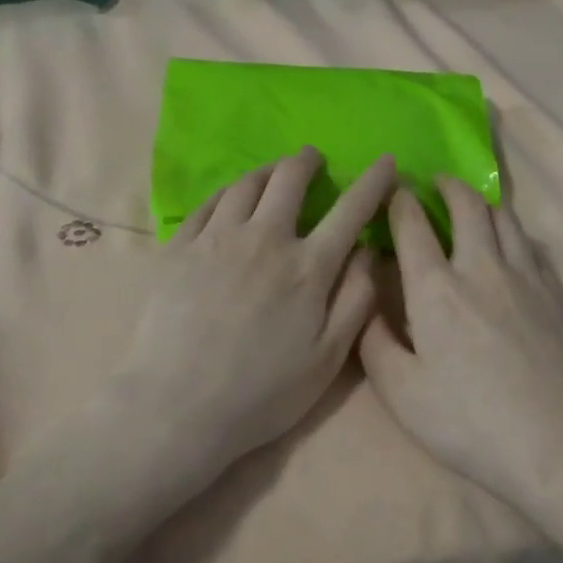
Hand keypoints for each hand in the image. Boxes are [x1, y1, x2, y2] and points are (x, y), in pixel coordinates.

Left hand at [113, 147, 394, 490]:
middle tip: (312, 158)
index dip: (372, 182)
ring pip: (246, 184)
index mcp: (308, 268)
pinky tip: (230, 196)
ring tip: (273, 171)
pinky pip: (207, 203)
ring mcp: (216, 238)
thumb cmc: (261, 393)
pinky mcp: (179, 247)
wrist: (177, 404)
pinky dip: (227, 191)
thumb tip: (370, 252)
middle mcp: (264, 239)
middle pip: (289, 179)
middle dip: (307, 161)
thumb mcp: (327, 359)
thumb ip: (356, 301)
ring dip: (266, 170)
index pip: (350, 210)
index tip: (385, 162)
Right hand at [359, 180, 562, 517]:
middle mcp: (485, 269)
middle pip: (469, 208)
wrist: (562, 447)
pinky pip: (536, 250)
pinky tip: (516, 252)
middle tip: (436, 183)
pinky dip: (517, 237)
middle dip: (448, 187)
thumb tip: (366, 301)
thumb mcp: (401, 393)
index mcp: (437, 290)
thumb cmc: (470, 423)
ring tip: (475, 207)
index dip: (399, 201)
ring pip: (508, 222)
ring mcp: (532, 280)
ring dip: (485, 205)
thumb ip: (374, 341)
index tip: (393, 189)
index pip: (413, 227)